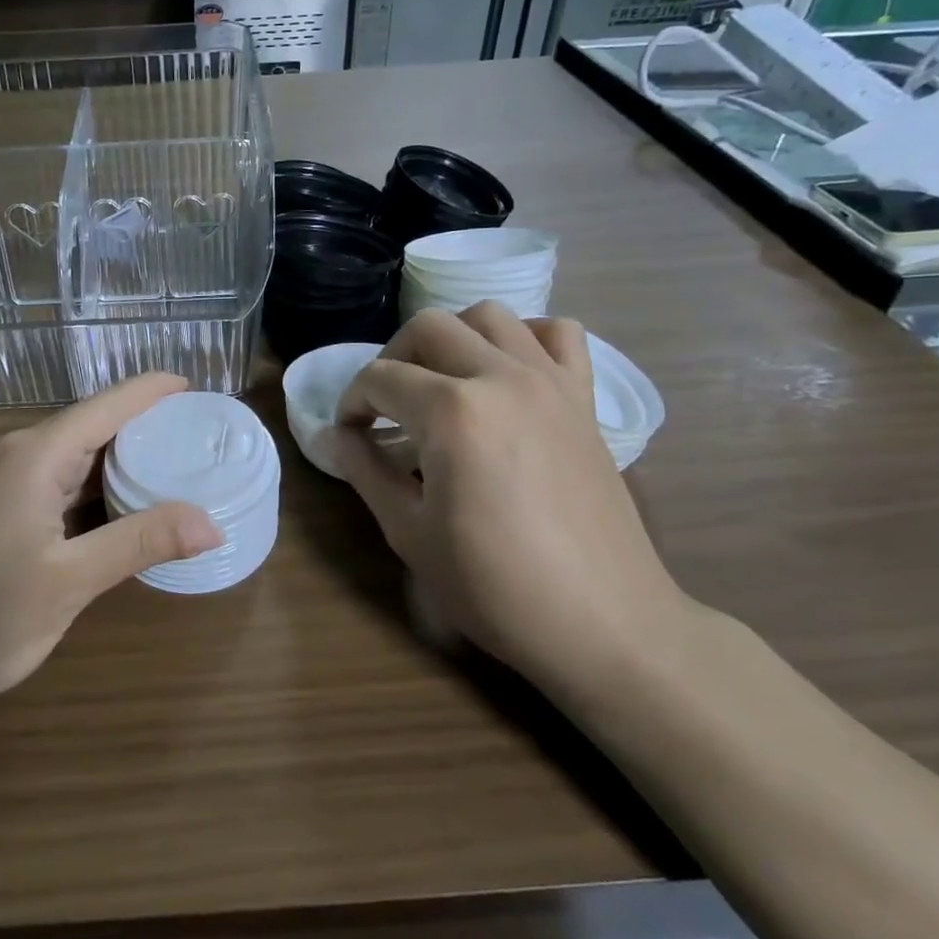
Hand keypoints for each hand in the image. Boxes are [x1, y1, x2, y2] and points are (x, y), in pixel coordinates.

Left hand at [0, 374, 222, 731]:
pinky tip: (108, 508)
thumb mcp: (67, 583)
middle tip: (197, 443)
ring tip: (168, 471)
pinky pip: (43, 480)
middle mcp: (9, 452)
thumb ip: (140, 543)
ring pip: (65, 456)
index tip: (197, 389)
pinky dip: (83, 487)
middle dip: (143, 430)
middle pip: (88, 426)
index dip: (154, 392)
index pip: (108, 406)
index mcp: (33, 456)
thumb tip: (212, 524)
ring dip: (112, 462)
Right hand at [333, 305, 688, 693]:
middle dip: (391, 358)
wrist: (603, 622)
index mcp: (453, 412)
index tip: (350, 433)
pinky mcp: (584, 399)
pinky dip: (526, 337)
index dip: (352, 401)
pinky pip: (558, 334)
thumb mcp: (409, 532)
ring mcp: (550, 382)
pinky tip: (507, 373)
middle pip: (429, 327)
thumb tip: (335, 435)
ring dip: (452, 337)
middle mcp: (501, 377)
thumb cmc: (495, 585)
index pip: (379, 378)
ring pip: (490, 316)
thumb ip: (365, 470)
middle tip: (385, 405)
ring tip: (441, 382)